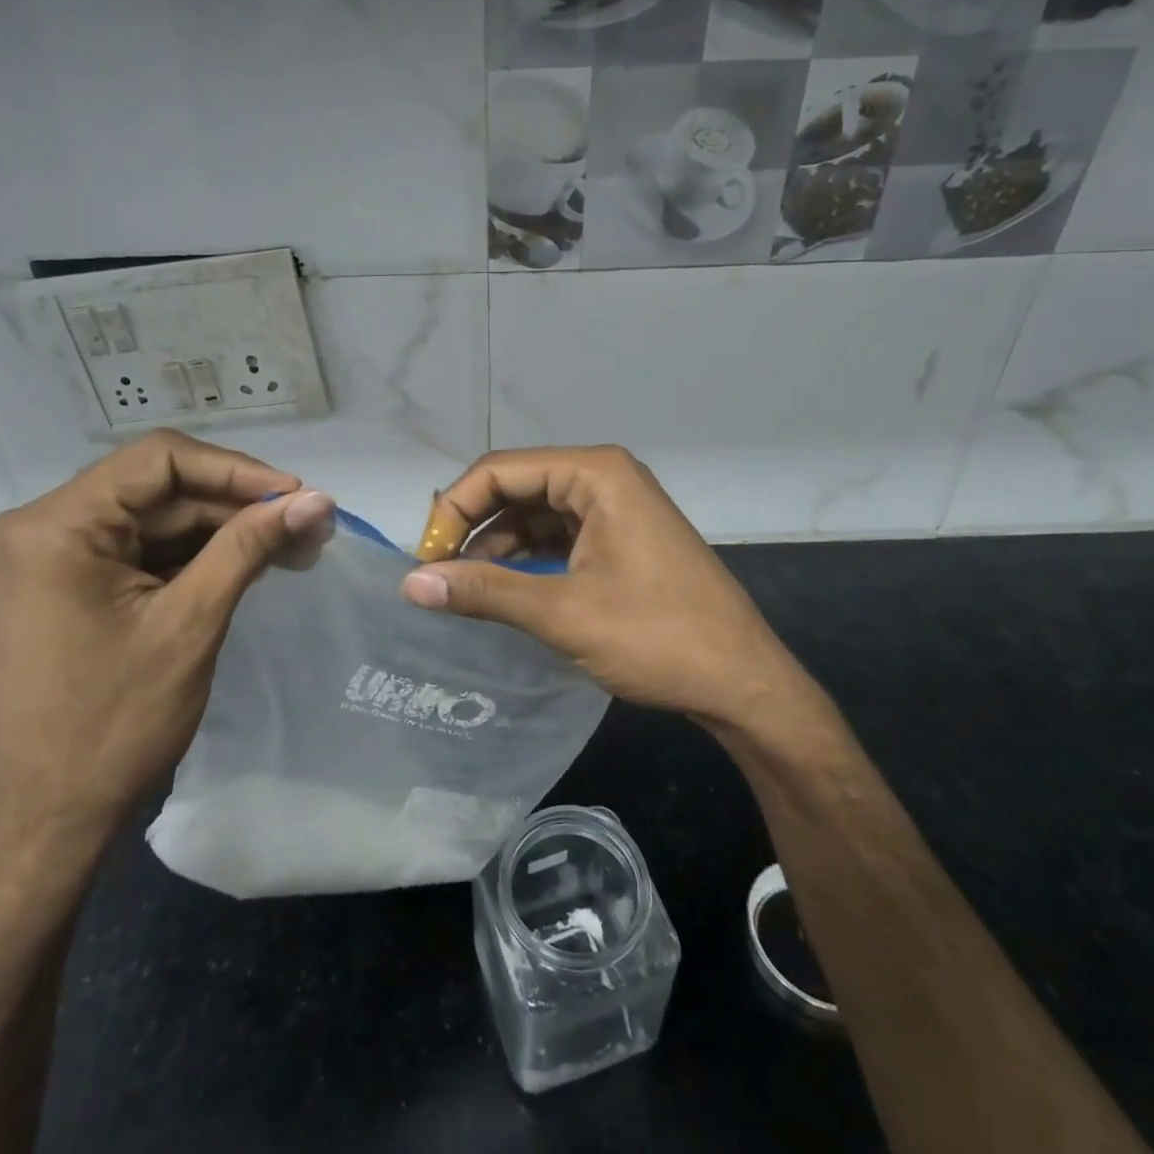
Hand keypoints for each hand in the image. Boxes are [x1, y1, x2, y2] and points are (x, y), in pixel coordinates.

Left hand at [0, 430, 334, 857]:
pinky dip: (199, 557)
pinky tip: (253, 565)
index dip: (237, 470)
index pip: (159, 460)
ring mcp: (57, 556)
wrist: (49, 819)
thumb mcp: (191, 623)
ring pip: (160, 519)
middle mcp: (46, 526)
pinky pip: (146, 550)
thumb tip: (319, 498)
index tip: (298, 496)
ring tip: (297, 547)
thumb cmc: (115, 723)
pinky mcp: (73, 583)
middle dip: (239, 506)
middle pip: (161, 489)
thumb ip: (250, 546)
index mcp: (56, 526)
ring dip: (227, 532)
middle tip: (310, 526)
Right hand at [401, 446, 805, 726]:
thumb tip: (410, 584)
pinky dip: (526, 559)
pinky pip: (559, 536)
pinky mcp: (621, 539)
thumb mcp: (562, 612)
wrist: (743, 683)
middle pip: (516, 487)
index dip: (453, 510)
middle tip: (436, 573)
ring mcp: (616, 508)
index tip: (425, 560)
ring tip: (462, 587)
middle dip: (472, 527)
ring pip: (535, 514)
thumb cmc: (657, 637)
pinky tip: (502, 589)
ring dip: (496, 546)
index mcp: (595, 473)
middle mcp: (604, 477)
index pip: (499, 471)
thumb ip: (483, 591)